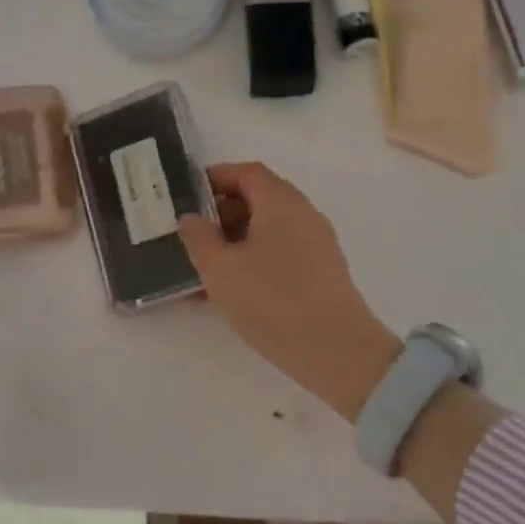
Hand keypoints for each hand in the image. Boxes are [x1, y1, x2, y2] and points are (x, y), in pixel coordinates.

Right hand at [178, 163, 400, 419]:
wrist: (336, 351)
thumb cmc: (272, 300)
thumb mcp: (220, 269)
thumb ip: (199, 238)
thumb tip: (191, 218)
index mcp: (281, 202)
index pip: (247, 172)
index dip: (216, 178)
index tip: (188, 196)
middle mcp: (304, 214)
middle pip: (260, 198)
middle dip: (223, 213)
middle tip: (194, 237)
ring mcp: (317, 244)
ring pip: (269, 229)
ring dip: (236, 241)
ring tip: (206, 270)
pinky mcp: (323, 272)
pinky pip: (281, 253)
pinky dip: (255, 260)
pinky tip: (232, 291)